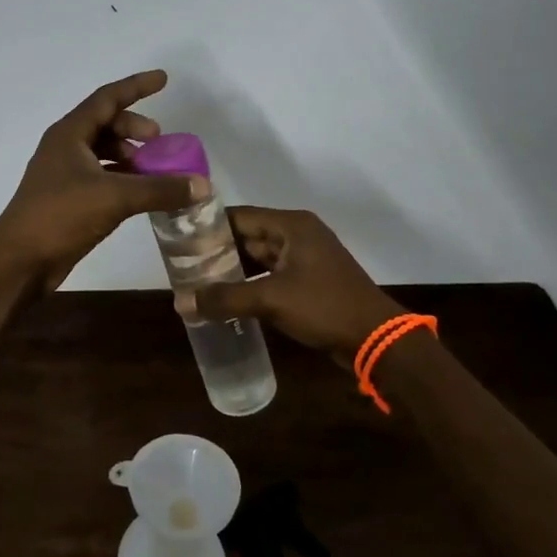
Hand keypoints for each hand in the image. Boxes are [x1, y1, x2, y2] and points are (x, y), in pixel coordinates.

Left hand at [0, 70, 206, 297]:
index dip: (136, 86)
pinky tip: (140, 194)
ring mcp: (63, 174)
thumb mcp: (115, 197)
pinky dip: (122, 178)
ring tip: (154, 170)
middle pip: (105, 124)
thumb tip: (202, 185)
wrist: (19, 260)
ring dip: (130, 155)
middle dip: (135, 127)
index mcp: (69, 134)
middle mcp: (65, 147)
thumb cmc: (60, 215)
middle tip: (159, 141)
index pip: (107, 98)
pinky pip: (101, 176)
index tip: (164, 79)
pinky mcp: (67, 199)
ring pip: (102, 152)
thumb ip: (160, 189)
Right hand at [193, 206, 404, 364]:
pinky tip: (227, 296)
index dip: (209, 225)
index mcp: (291, 225)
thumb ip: (225, 298)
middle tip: (183, 263)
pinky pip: (271, 274)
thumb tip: (180, 302)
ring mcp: (305, 258)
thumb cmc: (325, 307)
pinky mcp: (309, 281)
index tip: (179, 238)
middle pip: (248, 235)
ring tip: (198, 280)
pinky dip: (250, 282)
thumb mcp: (271, 300)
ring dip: (233, 268)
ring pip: (259, 256)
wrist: (377, 340)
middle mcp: (298, 234)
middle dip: (218, 250)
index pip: (239, 216)